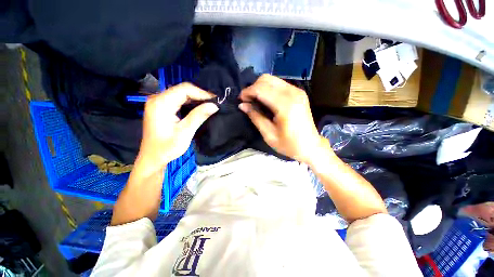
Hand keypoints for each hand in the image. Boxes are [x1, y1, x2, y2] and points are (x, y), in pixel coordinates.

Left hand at [137, 83, 217, 171]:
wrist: (153, 158)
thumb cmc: (167, 148)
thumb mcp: (185, 133)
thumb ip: (198, 116)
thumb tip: (214, 105)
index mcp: (161, 103)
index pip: (184, 89)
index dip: (202, 93)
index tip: (215, 100)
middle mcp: (157, 99)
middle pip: (183, 90)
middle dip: (200, 95)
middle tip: (215, 102)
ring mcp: (159, 102)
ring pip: (182, 94)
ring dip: (196, 99)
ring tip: (210, 104)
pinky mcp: (162, 107)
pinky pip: (179, 100)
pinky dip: (191, 102)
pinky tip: (200, 107)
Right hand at [239, 74, 325, 163]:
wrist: (311, 146)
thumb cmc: (289, 145)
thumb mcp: (269, 134)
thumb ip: (255, 117)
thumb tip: (242, 105)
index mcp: (285, 105)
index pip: (261, 89)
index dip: (248, 92)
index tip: (240, 100)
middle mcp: (293, 93)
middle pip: (266, 79)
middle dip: (253, 87)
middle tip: (247, 100)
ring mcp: (297, 91)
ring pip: (272, 79)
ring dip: (260, 87)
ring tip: (254, 100)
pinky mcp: (299, 93)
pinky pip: (279, 84)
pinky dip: (268, 88)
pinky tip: (265, 99)